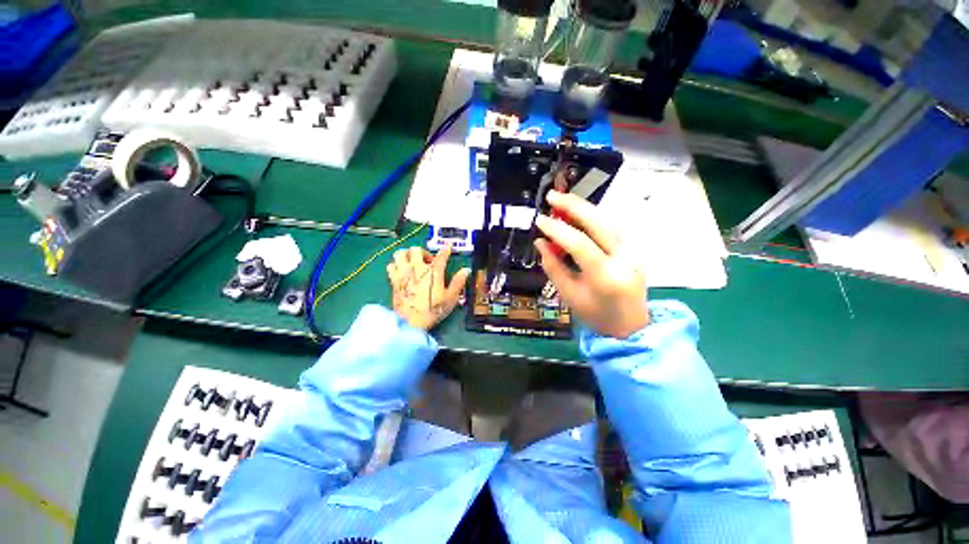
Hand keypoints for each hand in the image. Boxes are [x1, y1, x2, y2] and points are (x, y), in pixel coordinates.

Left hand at [387, 244, 470, 331]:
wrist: (410, 323)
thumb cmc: (432, 310)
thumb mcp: (450, 298)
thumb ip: (458, 282)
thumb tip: (466, 270)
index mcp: (433, 272)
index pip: (441, 256)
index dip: (446, 250)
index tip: (448, 246)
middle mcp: (417, 268)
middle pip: (416, 250)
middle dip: (423, 252)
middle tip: (428, 261)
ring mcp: (403, 273)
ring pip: (401, 253)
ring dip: (407, 255)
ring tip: (413, 262)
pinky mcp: (393, 280)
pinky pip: (391, 265)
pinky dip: (396, 264)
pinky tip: (402, 270)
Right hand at [534, 190, 648, 338]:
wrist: (631, 325)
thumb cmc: (595, 314)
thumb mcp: (569, 295)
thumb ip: (553, 267)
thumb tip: (540, 242)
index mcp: (605, 276)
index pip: (579, 244)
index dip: (557, 229)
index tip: (539, 220)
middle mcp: (624, 259)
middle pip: (599, 223)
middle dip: (574, 206)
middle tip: (552, 196)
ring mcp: (633, 251)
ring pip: (607, 220)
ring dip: (583, 208)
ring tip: (562, 201)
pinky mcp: (633, 248)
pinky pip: (610, 227)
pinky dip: (592, 217)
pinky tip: (578, 213)